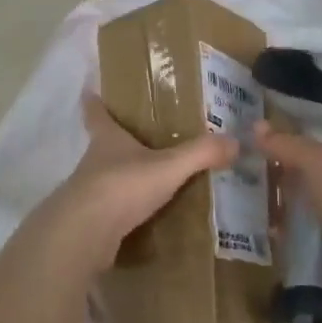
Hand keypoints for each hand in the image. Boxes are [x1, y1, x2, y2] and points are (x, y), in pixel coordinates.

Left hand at [33, 96, 239, 271]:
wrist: (86, 233)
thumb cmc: (123, 185)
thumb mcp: (168, 166)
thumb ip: (200, 154)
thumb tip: (235, 141)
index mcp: (107, 139)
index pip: (96, 112)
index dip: (94, 100)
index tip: (90, 89)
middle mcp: (93, 162)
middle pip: (102, 145)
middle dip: (118, 142)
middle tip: (141, 139)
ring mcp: (88, 193)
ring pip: (106, 178)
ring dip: (123, 178)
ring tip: (150, 181)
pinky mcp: (89, 222)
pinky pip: (110, 211)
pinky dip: (124, 211)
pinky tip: (143, 218)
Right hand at [254, 119, 321, 304]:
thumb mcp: (319, 161)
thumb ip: (288, 144)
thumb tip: (256, 127)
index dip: (308, 133)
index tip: (275, 132)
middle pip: (321, 172)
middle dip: (290, 168)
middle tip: (255, 160)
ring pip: (311, 203)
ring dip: (286, 200)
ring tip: (251, 188)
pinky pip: (305, 232)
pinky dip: (287, 229)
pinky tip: (262, 221)